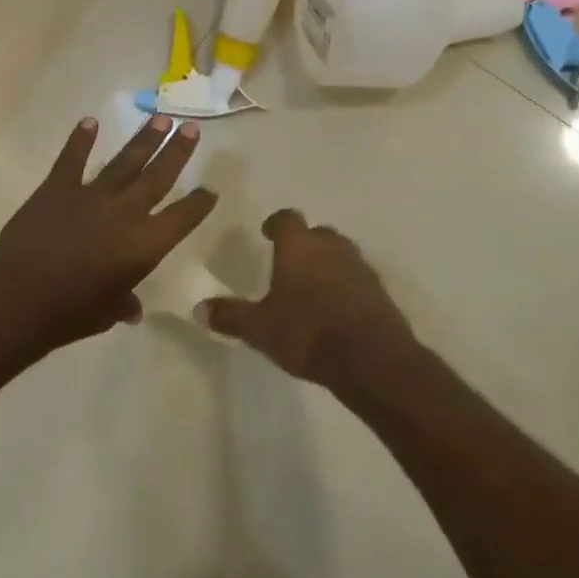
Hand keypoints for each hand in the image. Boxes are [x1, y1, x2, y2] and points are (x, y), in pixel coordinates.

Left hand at [0, 116, 217, 353]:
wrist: (17, 299)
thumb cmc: (69, 314)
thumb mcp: (106, 314)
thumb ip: (124, 304)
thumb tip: (133, 311)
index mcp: (145, 244)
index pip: (183, 217)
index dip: (199, 203)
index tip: (211, 189)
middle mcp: (125, 212)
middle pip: (158, 176)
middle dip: (178, 151)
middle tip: (192, 128)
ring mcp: (90, 196)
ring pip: (124, 162)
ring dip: (144, 139)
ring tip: (160, 118)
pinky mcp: (56, 189)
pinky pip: (71, 160)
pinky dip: (80, 140)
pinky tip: (89, 122)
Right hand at [198, 210, 414, 392]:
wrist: (371, 358)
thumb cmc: (308, 333)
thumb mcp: (260, 329)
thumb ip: (230, 316)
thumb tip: (199, 308)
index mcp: (300, 247)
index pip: (287, 219)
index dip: (276, 223)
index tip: (267, 233)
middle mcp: (332, 248)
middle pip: (317, 233)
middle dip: (303, 243)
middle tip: (288, 261)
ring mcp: (360, 267)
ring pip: (340, 253)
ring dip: (326, 263)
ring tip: (311, 286)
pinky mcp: (379, 291)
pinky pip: (356, 278)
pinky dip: (345, 285)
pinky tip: (335, 308)